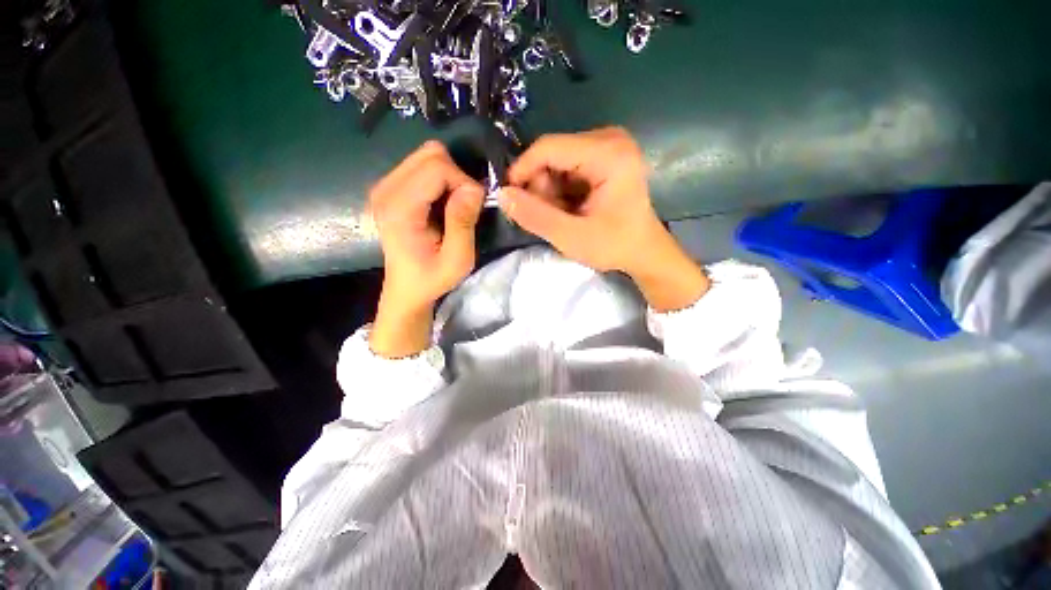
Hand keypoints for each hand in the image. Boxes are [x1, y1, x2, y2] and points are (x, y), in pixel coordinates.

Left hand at [369, 141, 483, 356]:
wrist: (406, 289)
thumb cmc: (432, 278)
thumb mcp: (458, 260)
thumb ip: (464, 222)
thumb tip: (475, 188)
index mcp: (399, 208)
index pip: (437, 167)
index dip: (464, 182)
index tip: (473, 209)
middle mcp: (385, 189)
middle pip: (431, 153)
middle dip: (457, 176)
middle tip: (463, 207)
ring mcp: (384, 185)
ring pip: (426, 156)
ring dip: (449, 177)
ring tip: (453, 206)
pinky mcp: (390, 187)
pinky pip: (421, 166)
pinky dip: (440, 180)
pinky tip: (441, 204)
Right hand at [499, 127, 709, 310]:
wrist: (644, 251)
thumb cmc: (614, 246)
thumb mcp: (572, 237)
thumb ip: (535, 216)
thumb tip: (502, 194)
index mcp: (608, 154)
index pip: (549, 147)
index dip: (522, 170)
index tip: (510, 197)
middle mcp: (610, 139)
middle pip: (553, 153)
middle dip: (541, 186)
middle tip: (549, 216)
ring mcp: (608, 145)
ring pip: (557, 161)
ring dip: (550, 191)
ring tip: (563, 216)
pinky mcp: (605, 156)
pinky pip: (567, 167)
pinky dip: (560, 190)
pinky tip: (570, 209)